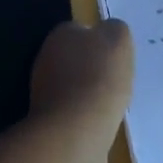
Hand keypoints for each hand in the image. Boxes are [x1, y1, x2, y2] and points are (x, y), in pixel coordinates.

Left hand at [29, 17, 133, 144]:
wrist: (76, 133)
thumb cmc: (99, 78)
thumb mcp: (119, 39)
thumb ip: (115, 29)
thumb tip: (110, 32)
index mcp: (61, 33)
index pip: (82, 30)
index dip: (102, 41)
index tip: (118, 57)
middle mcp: (46, 58)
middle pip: (77, 58)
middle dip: (95, 68)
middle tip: (117, 79)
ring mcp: (44, 91)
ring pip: (75, 86)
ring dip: (90, 93)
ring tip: (112, 103)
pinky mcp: (49, 121)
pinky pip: (74, 112)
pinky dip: (86, 116)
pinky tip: (101, 122)